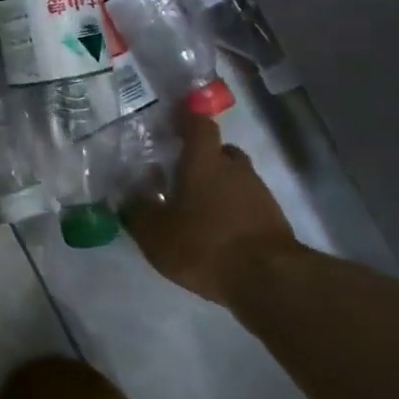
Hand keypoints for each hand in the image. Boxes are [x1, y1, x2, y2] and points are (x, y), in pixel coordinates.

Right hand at [123, 108, 298, 303]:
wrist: (269, 280)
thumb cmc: (204, 244)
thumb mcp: (156, 234)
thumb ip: (138, 212)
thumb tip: (126, 197)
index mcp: (204, 162)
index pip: (199, 125)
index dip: (187, 118)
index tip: (174, 118)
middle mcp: (234, 169)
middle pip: (220, 151)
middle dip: (201, 158)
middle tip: (180, 173)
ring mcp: (259, 193)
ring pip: (235, 178)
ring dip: (218, 186)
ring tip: (197, 207)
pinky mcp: (273, 219)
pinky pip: (247, 203)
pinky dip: (232, 209)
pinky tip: (217, 230)